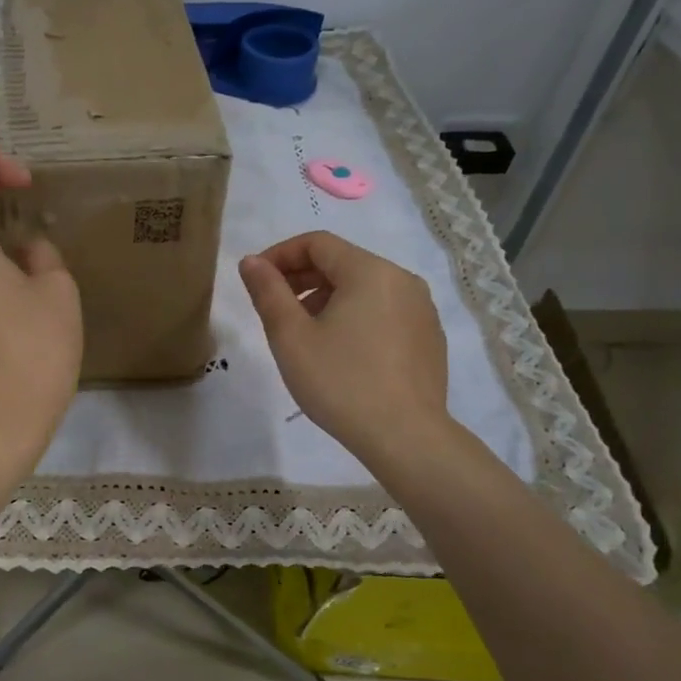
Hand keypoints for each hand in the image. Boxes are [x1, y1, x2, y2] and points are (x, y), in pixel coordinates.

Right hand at [239, 231, 452, 466]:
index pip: (317, 243)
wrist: (406, 437)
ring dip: (326, 298)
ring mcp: (421, 309)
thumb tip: (251, 261)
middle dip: (302, 277)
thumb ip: (268, 291)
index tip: (255, 280)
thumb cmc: (341, 382)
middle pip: (342, 262)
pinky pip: (384, 311)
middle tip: (273, 306)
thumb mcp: (291, 337)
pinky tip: (341, 352)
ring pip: (364, 288)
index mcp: (370, 271)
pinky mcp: (429, 337)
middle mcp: (402, 280)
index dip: (280, 255)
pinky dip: (355, 316)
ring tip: (304, 332)